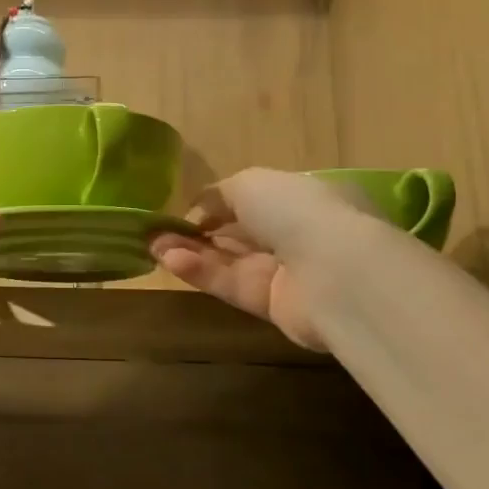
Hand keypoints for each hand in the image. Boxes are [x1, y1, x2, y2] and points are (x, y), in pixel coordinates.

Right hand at [148, 168, 377, 349]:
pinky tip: (170, 260)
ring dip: (191, 251)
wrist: (335, 271)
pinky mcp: (273, 305)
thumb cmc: (297, 210)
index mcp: (301, 197)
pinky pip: (231, 284)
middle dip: (199, 230)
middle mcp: (296, 234)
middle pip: (239, 233)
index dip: (218, 204)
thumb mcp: (251, 182)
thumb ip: (220, 195)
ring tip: (152, 244)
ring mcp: (286, 272)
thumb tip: (199, 207)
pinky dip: (202, 272)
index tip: (185, 207)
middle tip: (157, 230)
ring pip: (230, 260)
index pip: (255, 200)